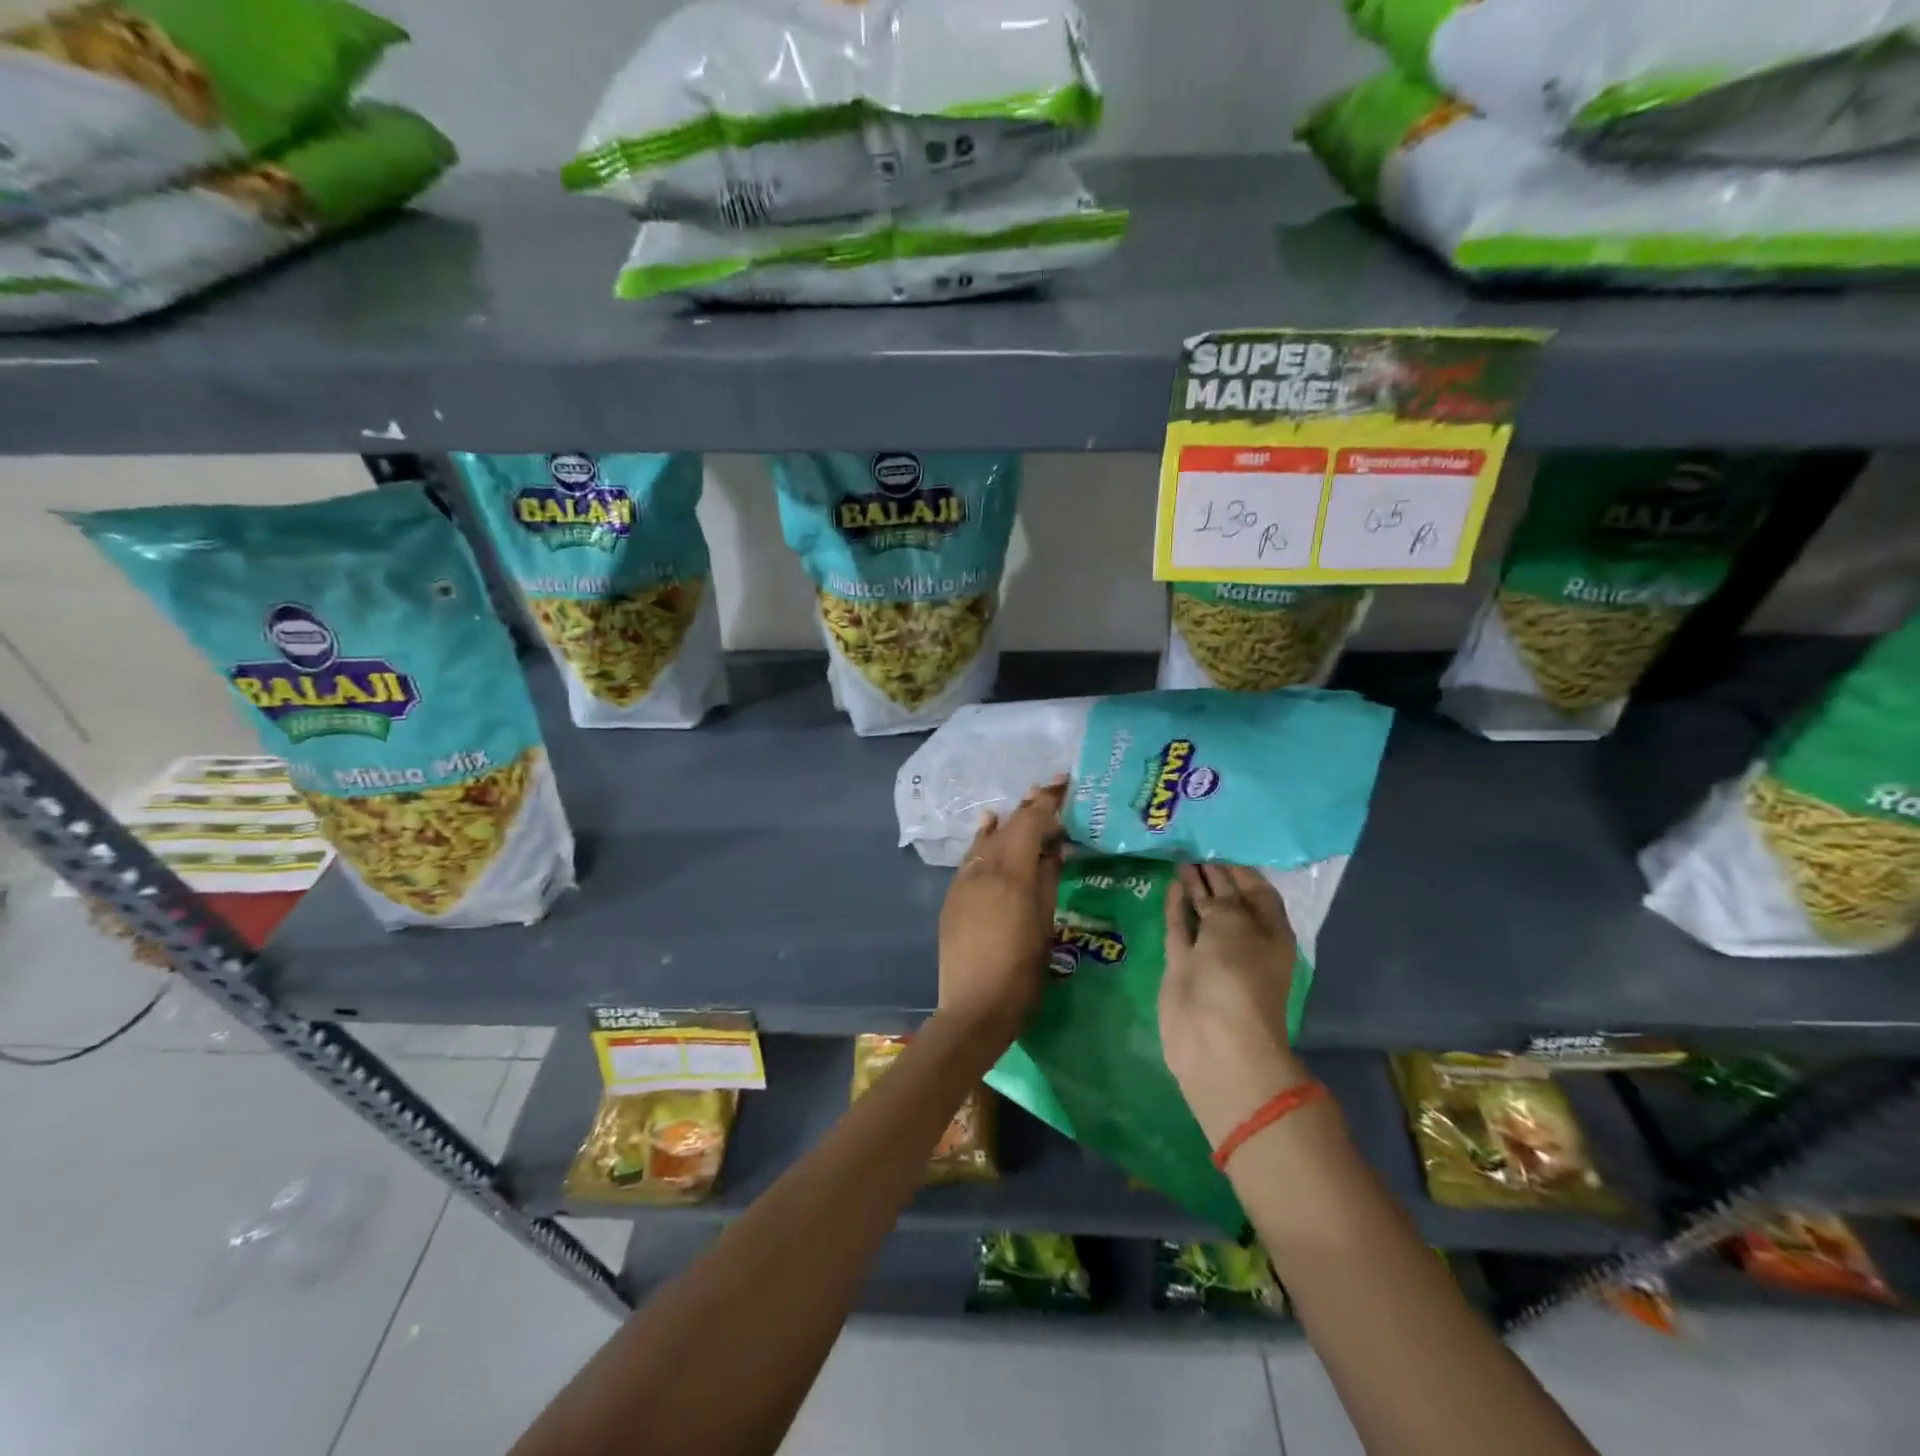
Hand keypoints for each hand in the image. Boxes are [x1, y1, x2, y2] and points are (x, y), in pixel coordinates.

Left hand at [936, 777, 1066, 1046]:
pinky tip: (989, 830)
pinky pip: (972, 858)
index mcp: (1011, 874)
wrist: (973, 1008)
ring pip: (986, 840)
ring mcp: (963, 883)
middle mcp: (983, 870)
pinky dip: (985, 841)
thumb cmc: (1021, 973)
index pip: (1030, 823)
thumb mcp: (1045, 925)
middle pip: (1007, 827)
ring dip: (1006, 822)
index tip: (1064, 783)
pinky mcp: (952, 897)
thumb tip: (1053, 847)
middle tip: (1049, 790)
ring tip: (1022, 806)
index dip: (1047, 801)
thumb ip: (1047, 880)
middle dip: (1028, 807)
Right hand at [1159, 863, 1309, 1146]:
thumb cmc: (1237, 976)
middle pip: (1230, 899)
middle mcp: (1243, 939)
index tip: (1219, 844)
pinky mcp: (1184, 965)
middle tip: (1194, 844)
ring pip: (1203, 912)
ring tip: (1180, 858)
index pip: (1257, 890)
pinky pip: (1181, 928)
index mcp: (1269, 932)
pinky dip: (1177, 907)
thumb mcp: (1233, 924)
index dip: (1240, 868)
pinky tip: (1171, 884)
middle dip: (1215, 874)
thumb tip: (1205, 880)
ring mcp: (1212, 954)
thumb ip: (1220, 898)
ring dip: (1194, 888)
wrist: (1214, 1039)